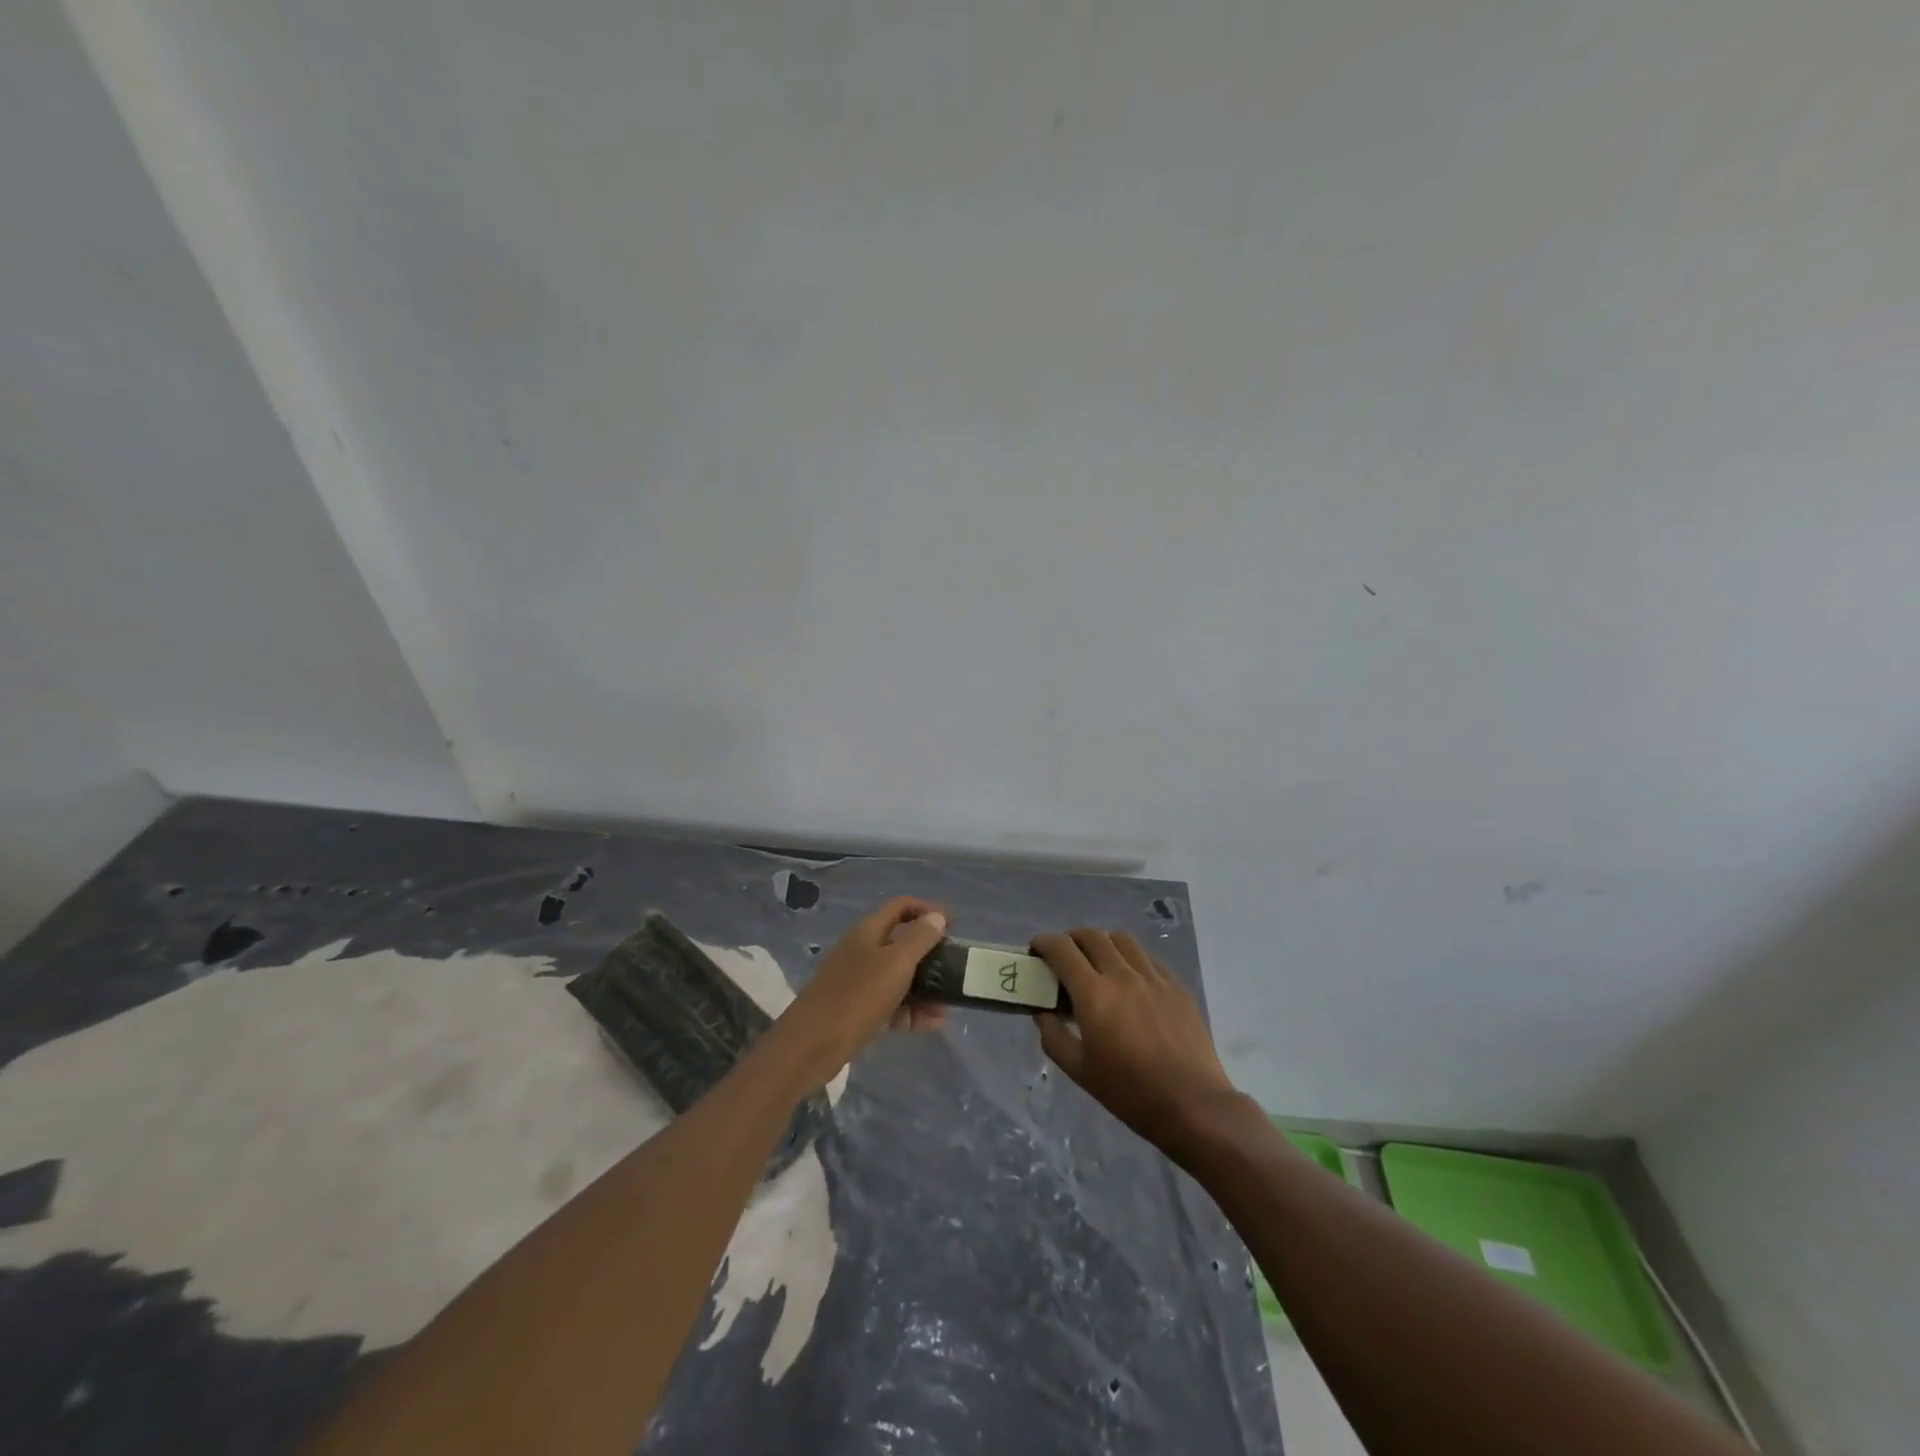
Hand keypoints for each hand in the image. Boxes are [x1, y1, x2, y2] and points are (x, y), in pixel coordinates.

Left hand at [777, 898, 947, 1082]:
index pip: (902, 907)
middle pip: (902, 943)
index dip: (928, 911)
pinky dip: (910, 1011)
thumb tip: (937, 917)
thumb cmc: (857, 996)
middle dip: (930, 956)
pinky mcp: (857, 1009)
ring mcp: (858, 981)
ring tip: (947, 1008)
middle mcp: (863, 951)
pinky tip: (930, 1025)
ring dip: (925, 988)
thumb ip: (919, 939)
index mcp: (869, 931)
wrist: (811, 1045)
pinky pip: (891, 1003)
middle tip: (954, 971)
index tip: (954, 926)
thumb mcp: (896, 964)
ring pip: (899, 977)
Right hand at [1031, 929, 1237, 1150]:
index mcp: (1094, 994)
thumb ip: (1053, 1036)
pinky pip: (1147, 957)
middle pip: (1092, 936)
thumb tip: (1042, 1014)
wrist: (1191, 1104)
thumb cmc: (1129, 1091)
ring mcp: (1153, 977)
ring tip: (1096, 959)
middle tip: (1063, 955)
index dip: (1044, 942)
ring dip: (1101, 941)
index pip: (1063, 950)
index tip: (1036, 949)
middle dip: (1070, 939)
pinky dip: (1129, 957)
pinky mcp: (1176, 985)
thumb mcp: (1079, 1070)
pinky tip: (1128, 977)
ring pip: (1121, 939)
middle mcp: (1122, 975)